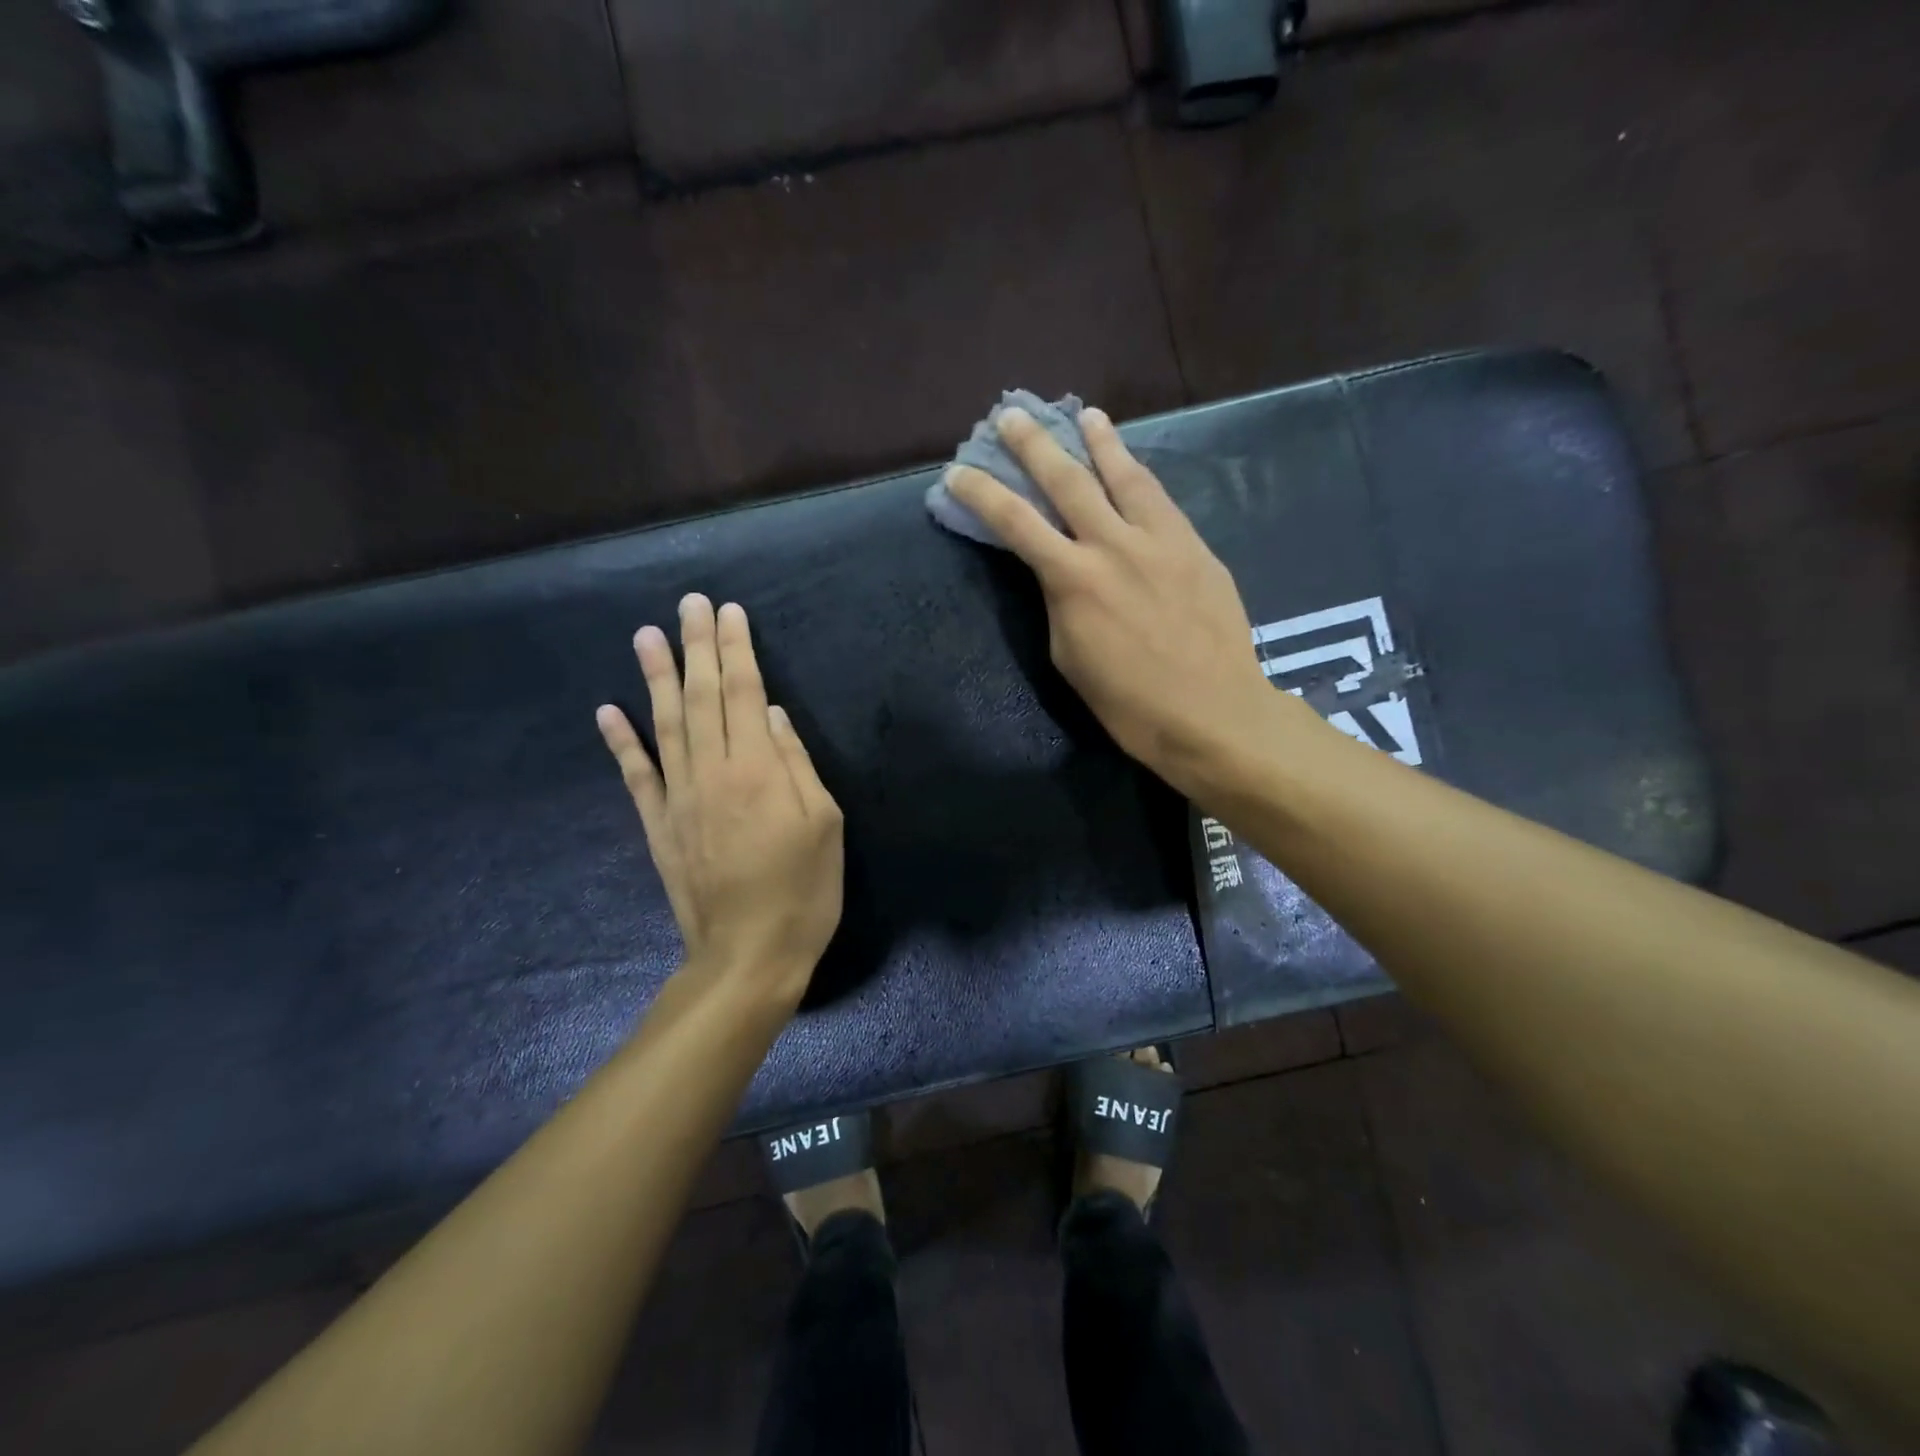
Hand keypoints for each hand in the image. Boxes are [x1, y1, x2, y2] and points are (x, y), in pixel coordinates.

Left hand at [596, 595, 843, 1010]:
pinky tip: (607, 710)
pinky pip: (636, 776)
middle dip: (697, 646)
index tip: (729, 611)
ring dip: (655, 677)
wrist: (748, 957)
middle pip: (701, 697)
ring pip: (664, 725)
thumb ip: (796, 764)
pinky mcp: (659, 827)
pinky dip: (620, 742)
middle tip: (689, 602)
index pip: (742, 692)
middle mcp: (711, 773)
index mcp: (758, 770)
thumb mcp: (824, 824)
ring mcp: (678, 799)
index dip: (736, 649)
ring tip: (645, 635)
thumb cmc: (803, 891)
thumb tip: (771, 714)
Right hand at [947, 407, 1299, 799]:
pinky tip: (1134, 466)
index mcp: (1073, 579)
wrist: (1211, 712)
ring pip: (1124, 475)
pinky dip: (1140, 476)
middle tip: (1013, 415)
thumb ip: (1060, 602)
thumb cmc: (1128, 703)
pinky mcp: (1195, 546)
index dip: (982, 493)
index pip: (1015, 522)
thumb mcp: (1070, 656)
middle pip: (1067, 480)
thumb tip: (1061, 573)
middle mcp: (1113, 544)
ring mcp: (1160, 539)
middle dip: (1034, 445)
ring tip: (1086, 415)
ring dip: (1100, 442)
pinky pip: (1161, 499)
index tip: (958, 471)